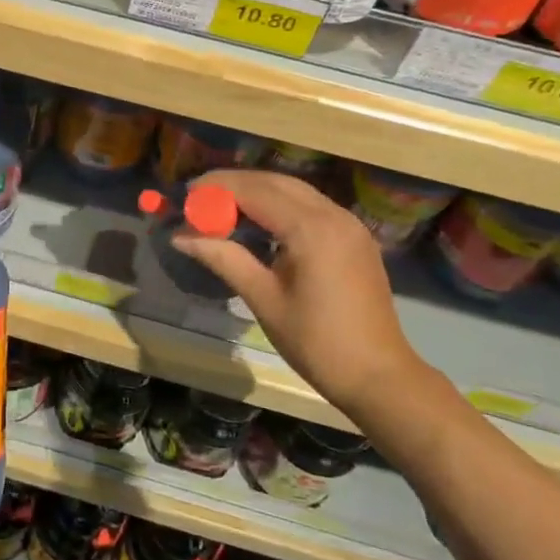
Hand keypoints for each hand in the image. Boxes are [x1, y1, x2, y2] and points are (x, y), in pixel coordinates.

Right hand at [170, 170, 434, 426]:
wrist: (379, 376)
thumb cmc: (317, 342)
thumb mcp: (263, 299)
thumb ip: (223, 258)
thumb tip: (180, 235)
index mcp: (311, 229)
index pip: (254, 190)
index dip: (217, 188)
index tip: (185, 195)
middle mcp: (333, 214)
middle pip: (275, 183)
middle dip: (234, 185)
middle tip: (198, 198)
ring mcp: (349, 223)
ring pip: (294, 191)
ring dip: (257, 192)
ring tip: (221, 208)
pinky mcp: (355, 236)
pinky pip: (311, 206)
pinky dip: (280, 205)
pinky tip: (259, 223)